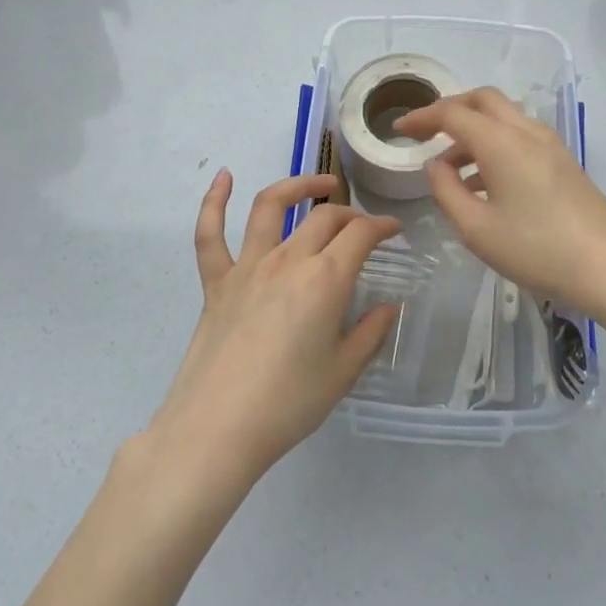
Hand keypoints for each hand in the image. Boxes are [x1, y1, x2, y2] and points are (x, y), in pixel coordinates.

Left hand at [143, 171, 400, 492]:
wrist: (217, 429)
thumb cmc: (288, 403)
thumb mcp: (343, 372)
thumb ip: (370, 333)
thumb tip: (389, 306)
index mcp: (325, 280)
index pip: (361, 235)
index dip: (382, 226)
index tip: (395, 230)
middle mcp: (288, 260)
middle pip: (325, 218)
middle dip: (351, 215)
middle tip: (363, 228)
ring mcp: (247, 266)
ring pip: (271, 206)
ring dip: (298, 186)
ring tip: (321, 185)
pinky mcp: (216, 281)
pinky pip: (210, 234)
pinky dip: (214, 201)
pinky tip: (223, 177)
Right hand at [394, 87, 605, 315]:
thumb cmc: (537, 250)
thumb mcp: (477, 229)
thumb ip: (447, 191)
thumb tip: (436, 165)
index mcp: (502, 142)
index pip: (453, 113)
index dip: (422, 117)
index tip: (399, 129)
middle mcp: (527, 132)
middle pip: (483, 100)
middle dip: (450, 110)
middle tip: (425, 132)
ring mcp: (551, 145)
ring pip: (504, 118)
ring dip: (474, 130)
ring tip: (450, 168)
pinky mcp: (564, 162)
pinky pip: (520, 137)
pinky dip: (495, 145)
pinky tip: (484, 183)